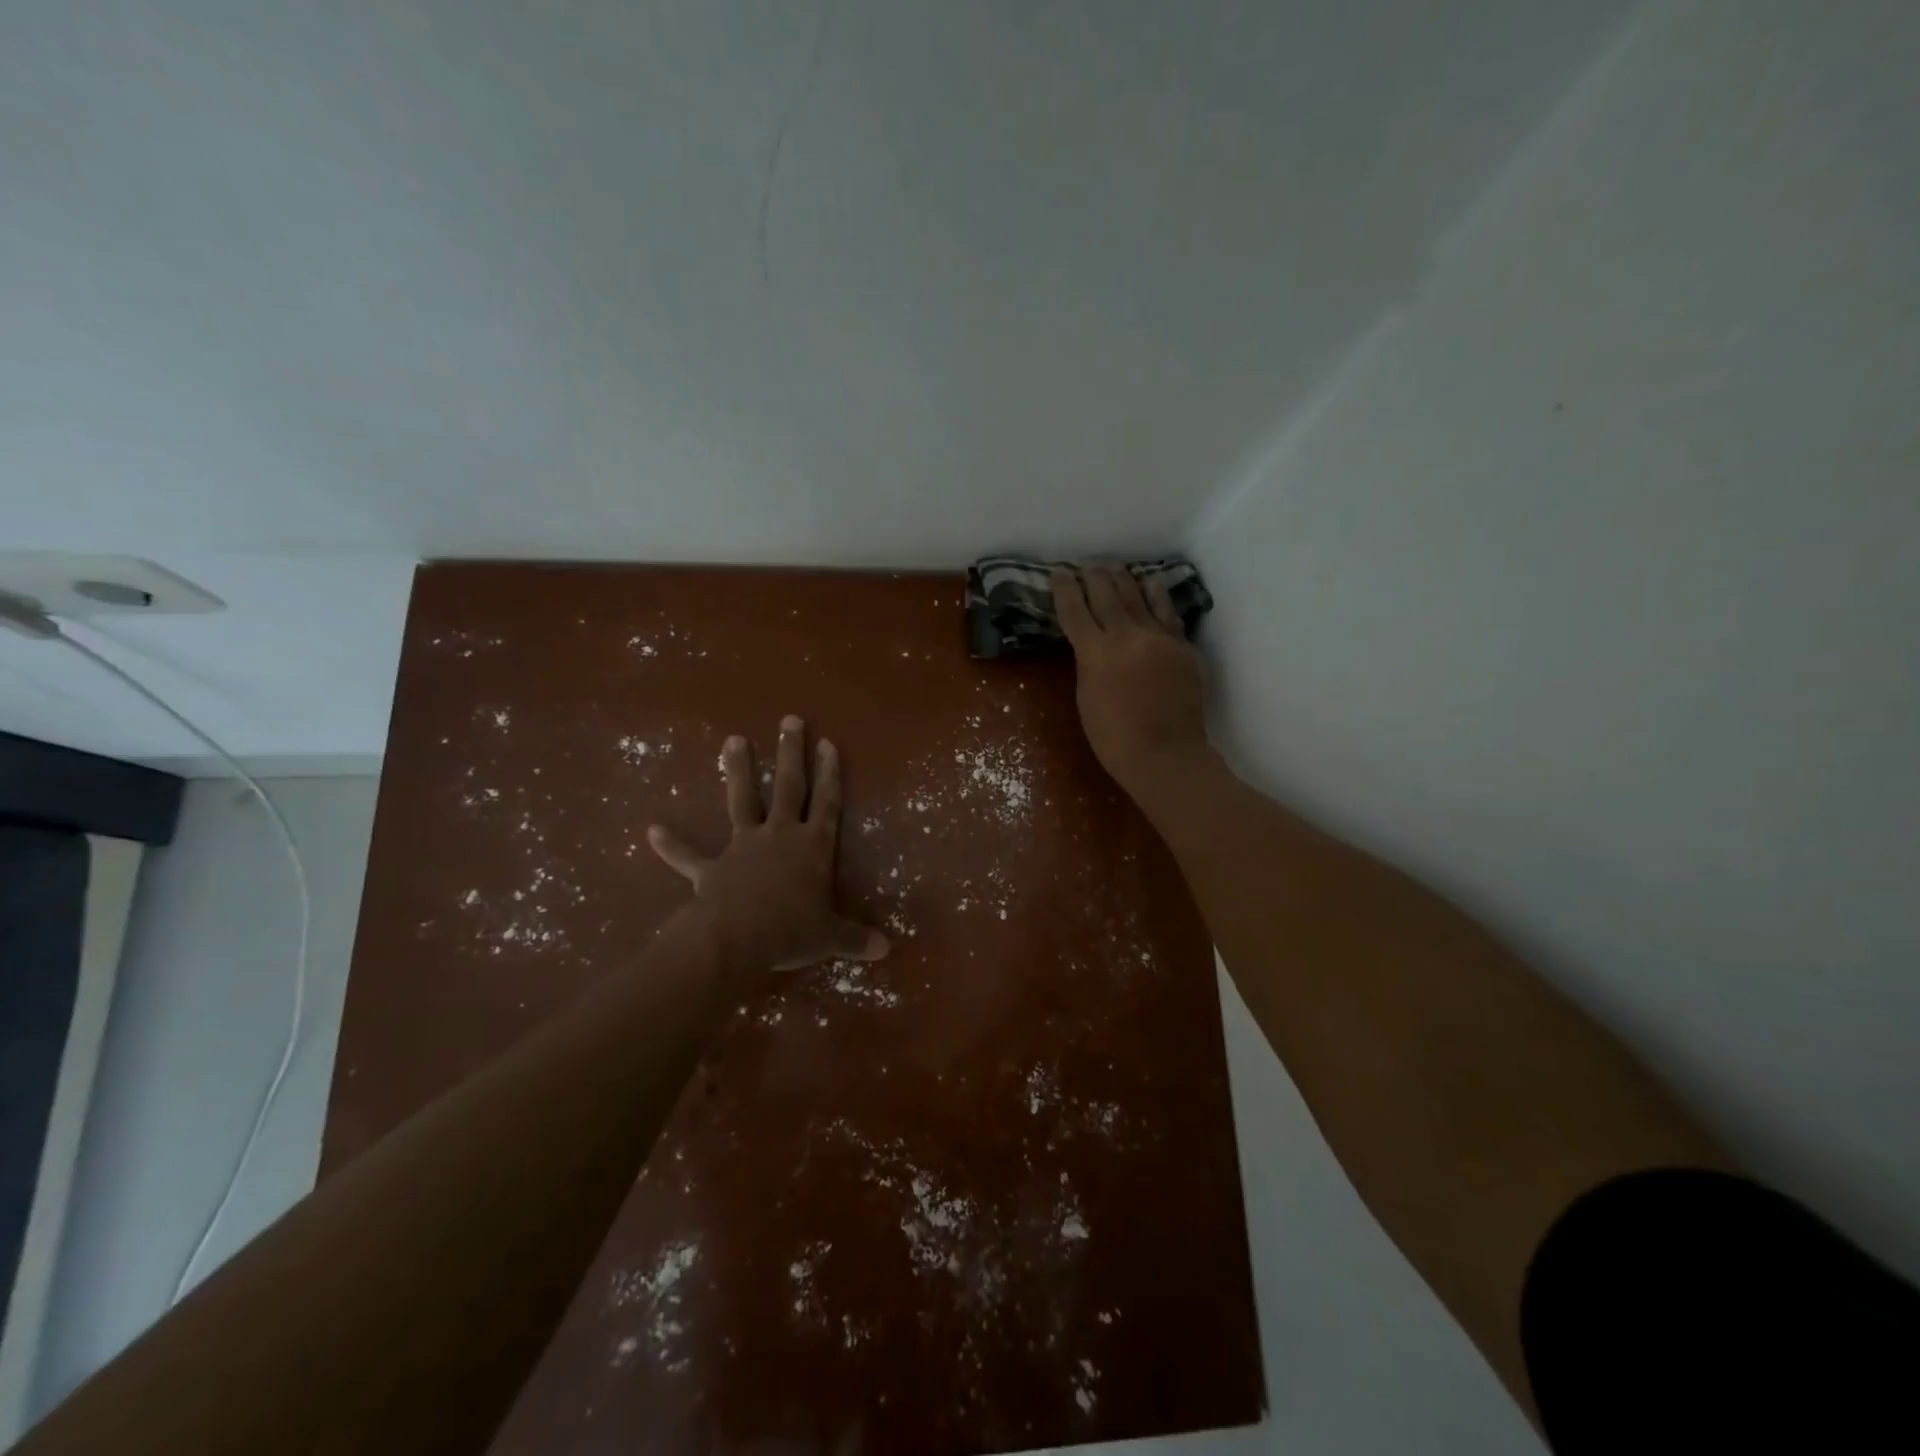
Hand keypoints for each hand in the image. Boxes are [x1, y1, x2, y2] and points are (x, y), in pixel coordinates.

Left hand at [647, 716, 887, 973]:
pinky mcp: (712, 868)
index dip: (829, 774)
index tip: (827, 743)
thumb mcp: (830, 937)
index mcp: (812, 847)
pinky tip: (652, 831)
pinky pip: (689, 856)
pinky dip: (671, 845)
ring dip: (737, 770)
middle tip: (789, 720)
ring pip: (741, 800)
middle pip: (787, 786)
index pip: (826, 803)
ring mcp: (743, 846)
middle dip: (790, 753)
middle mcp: (779, 835)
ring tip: (732, 739)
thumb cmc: (791, 931)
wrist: (737, 939)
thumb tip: (886, 949)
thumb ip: (856, 938)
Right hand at [1052, 564, 1210, 793]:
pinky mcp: (1183, 646)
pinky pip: (1167, 613)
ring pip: (1139, 596)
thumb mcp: (1086, 697)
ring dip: (1123, 578)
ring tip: (1114, 566)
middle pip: (1107, 594)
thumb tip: (1094, 643)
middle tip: (1086, 563)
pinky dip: (1157, 595)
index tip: (1058, 572)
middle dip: (1093, 575)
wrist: (1166, 755)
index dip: (1064, 588)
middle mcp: (1127, 636)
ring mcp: (1159, 638)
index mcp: (1095, 652)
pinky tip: (1152, 583)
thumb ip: (1089, 663)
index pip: (1074, 610)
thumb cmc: (1114, 739)